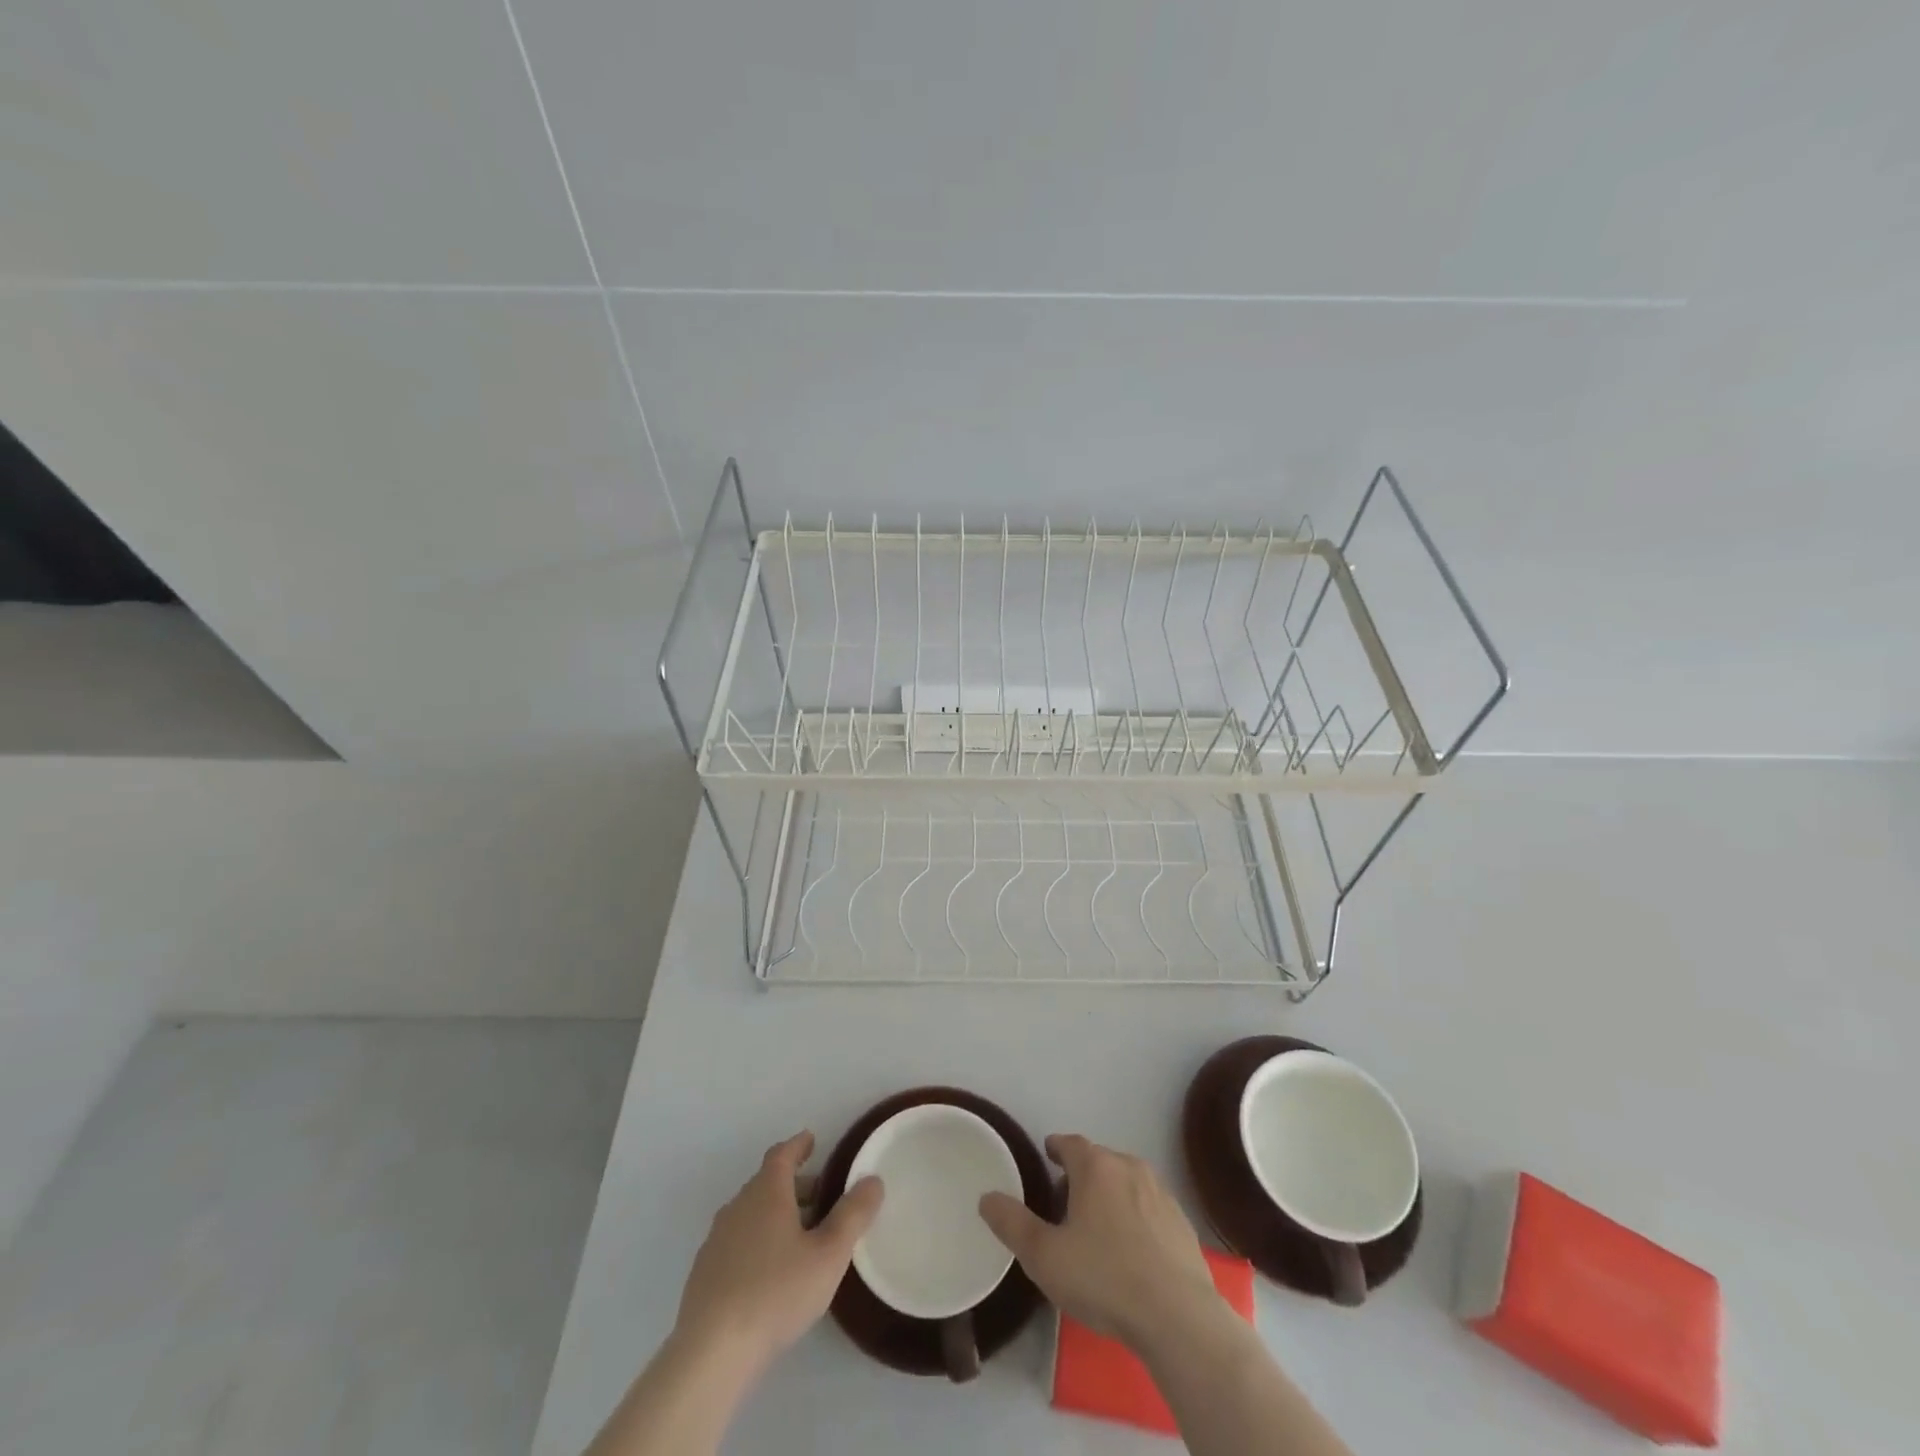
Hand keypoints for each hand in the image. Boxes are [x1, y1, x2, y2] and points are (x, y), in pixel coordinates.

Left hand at [674, 1131, 883, 1373]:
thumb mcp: (829, 1254)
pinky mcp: (704, 1273)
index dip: (799, 1145)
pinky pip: (737, 1241)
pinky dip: (757, 1240)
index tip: (812, 1141)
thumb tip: (872, 1179)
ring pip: (751, 1212)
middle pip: (767, 1183)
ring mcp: (717, 1239)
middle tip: (820, 1196)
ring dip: (775, 1214)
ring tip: (800, 1236)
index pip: (782, 1154)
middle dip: (794, 1184)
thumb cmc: (777, 1292)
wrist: (711, 1352)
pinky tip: (769, 1271)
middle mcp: (738, 1205)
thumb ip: (853, 1214)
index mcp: (767, 1191)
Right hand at [979, 1134, 1219, 1350]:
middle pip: (1099, 1161)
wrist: (1177, 1318)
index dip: (1056, 1148)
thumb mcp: (1044, 1256)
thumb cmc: (1104, 1278)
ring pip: (1126, 1182)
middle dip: (1081, 1176)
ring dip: (1110, 1195)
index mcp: (1096, 1167)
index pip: (1070, 1143)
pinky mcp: (1182, 1223)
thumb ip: (1012, 1223)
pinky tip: (1131, 1250)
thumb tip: (986, 1197)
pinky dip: (1135, 1217)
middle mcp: (1130, 1168)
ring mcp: (1161, 1194)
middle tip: (1064, 1204)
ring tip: (1096, 1228)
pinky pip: (1149, 1208)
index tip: (1047, 1157)